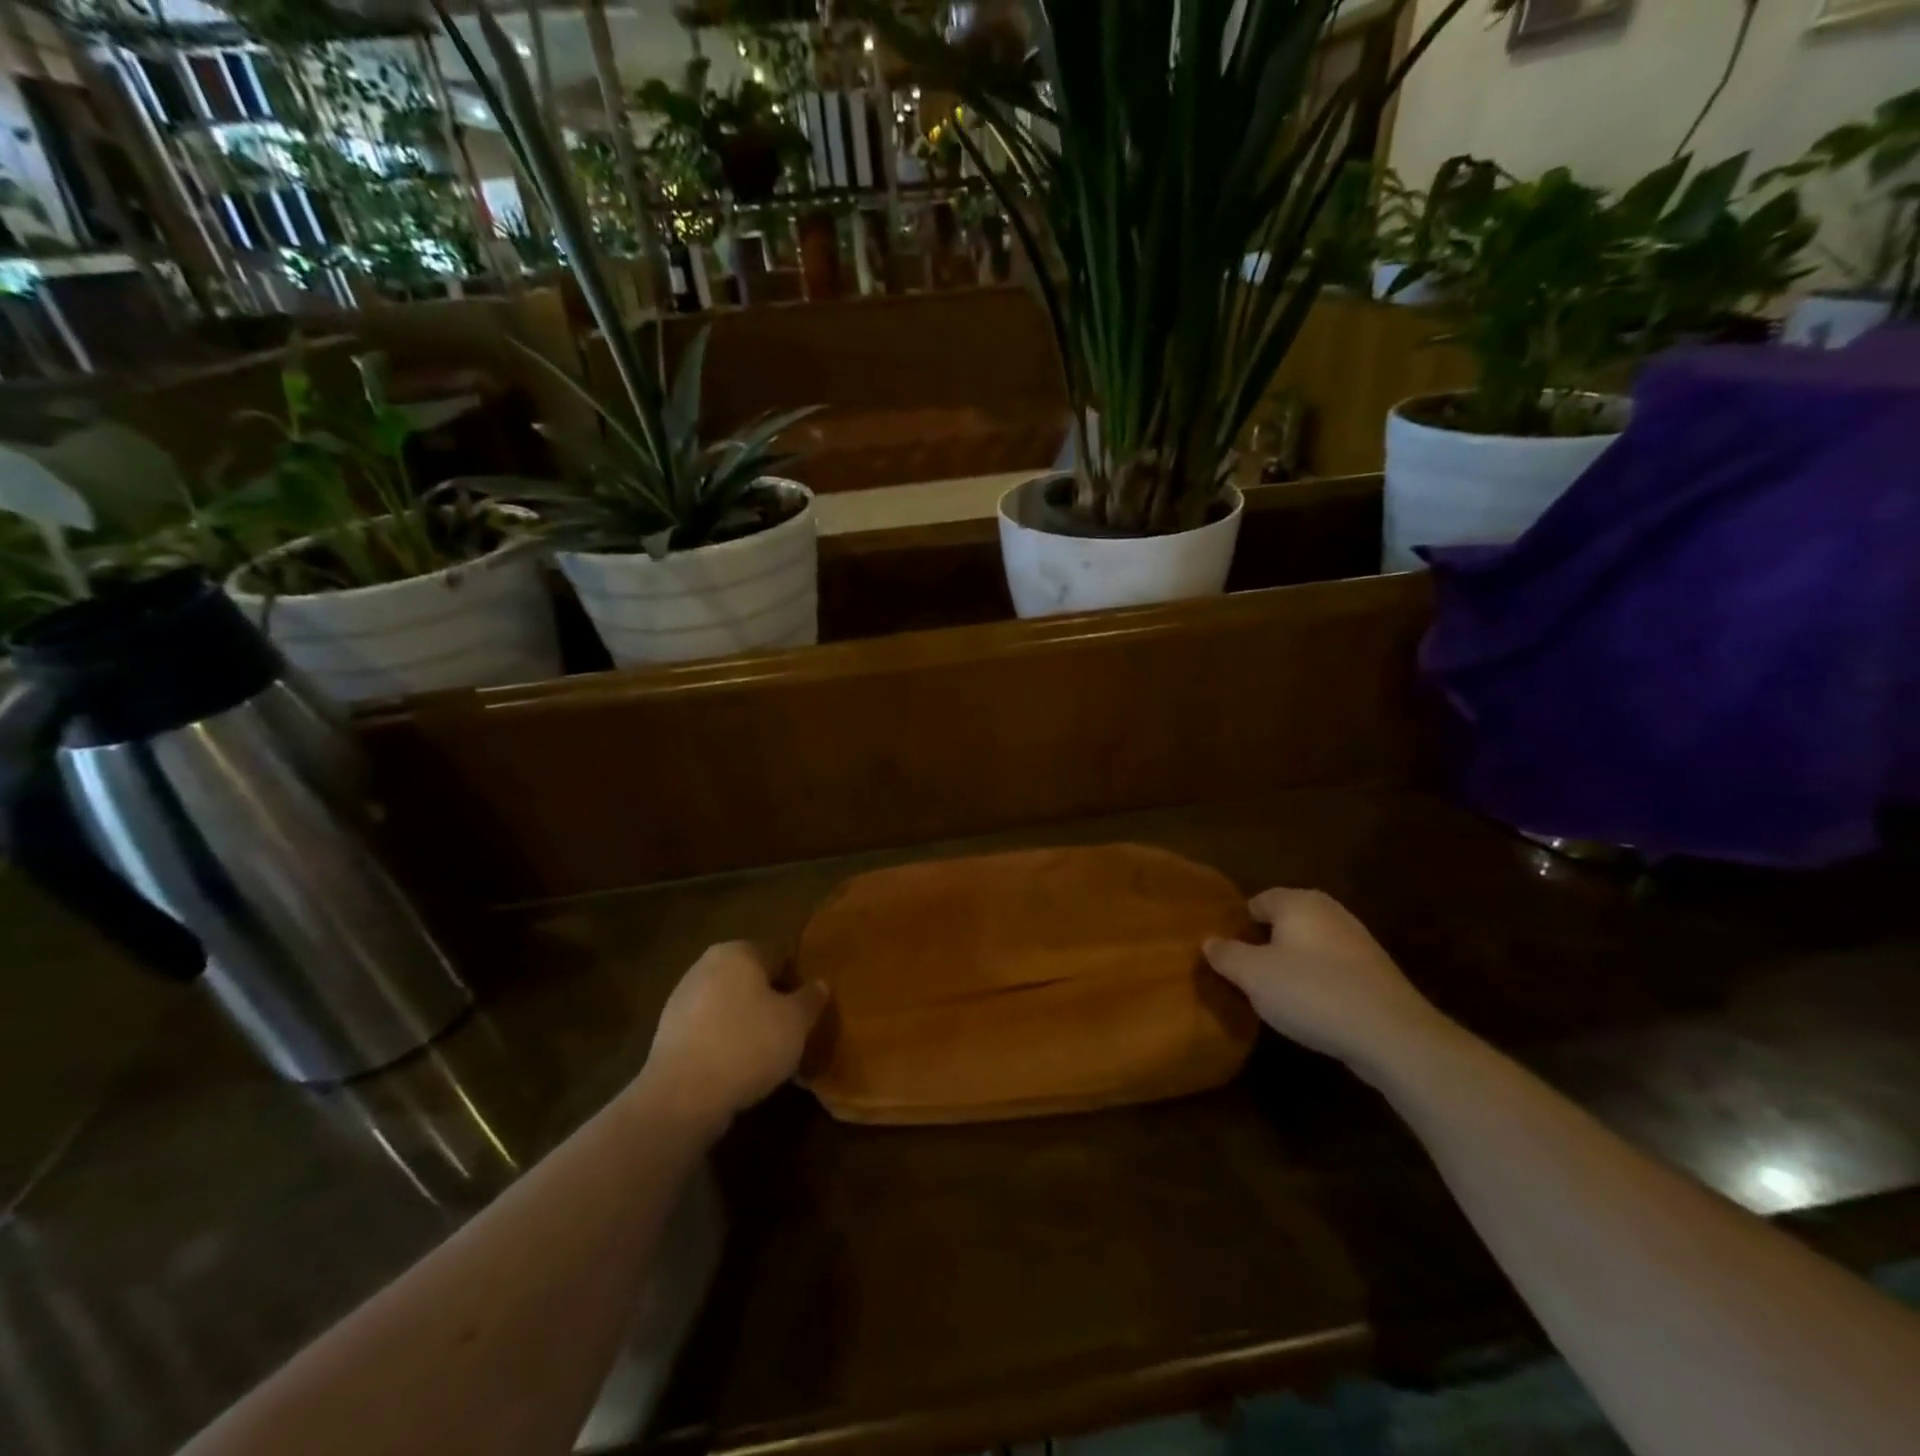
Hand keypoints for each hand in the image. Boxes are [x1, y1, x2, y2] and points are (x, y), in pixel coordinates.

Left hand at [639, 943, 828, 1132]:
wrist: (682, 1097)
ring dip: (748, 1023)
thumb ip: (811, 998)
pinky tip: (740, 1068)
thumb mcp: (796, 1022)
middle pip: (752, 980)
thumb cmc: (747, 1045)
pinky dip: (726, 1043)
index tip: (811, 1006)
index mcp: (737, 951)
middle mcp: (706, 966)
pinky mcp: (669, 1035)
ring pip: (730, 1006)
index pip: (779, 955)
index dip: (799, 979)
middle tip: (794, 1029)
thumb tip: (820, 984)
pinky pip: (710, 1031)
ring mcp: (682, 1000)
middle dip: (772, 1000)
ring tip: (769, 1053)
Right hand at [1204, 888, 1451, 1078]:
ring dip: (1291, 965)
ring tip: (1274, 995)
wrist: (1391, 1034)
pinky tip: (1310, 1008)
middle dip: (1263, 945)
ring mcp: (1357, 941)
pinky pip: (1331, 969)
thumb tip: (1210, 942)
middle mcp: (1329, 911)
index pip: (1256, 901)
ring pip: (1309, 946)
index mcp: (1298, 902)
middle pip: (1284, 923)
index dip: (1237, 925)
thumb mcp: (1253, 975)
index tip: (1224, 954)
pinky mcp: (1375, 972)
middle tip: (1244, 975)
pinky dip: (1317, 982)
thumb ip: (1226, 955)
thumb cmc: (1311, 992)